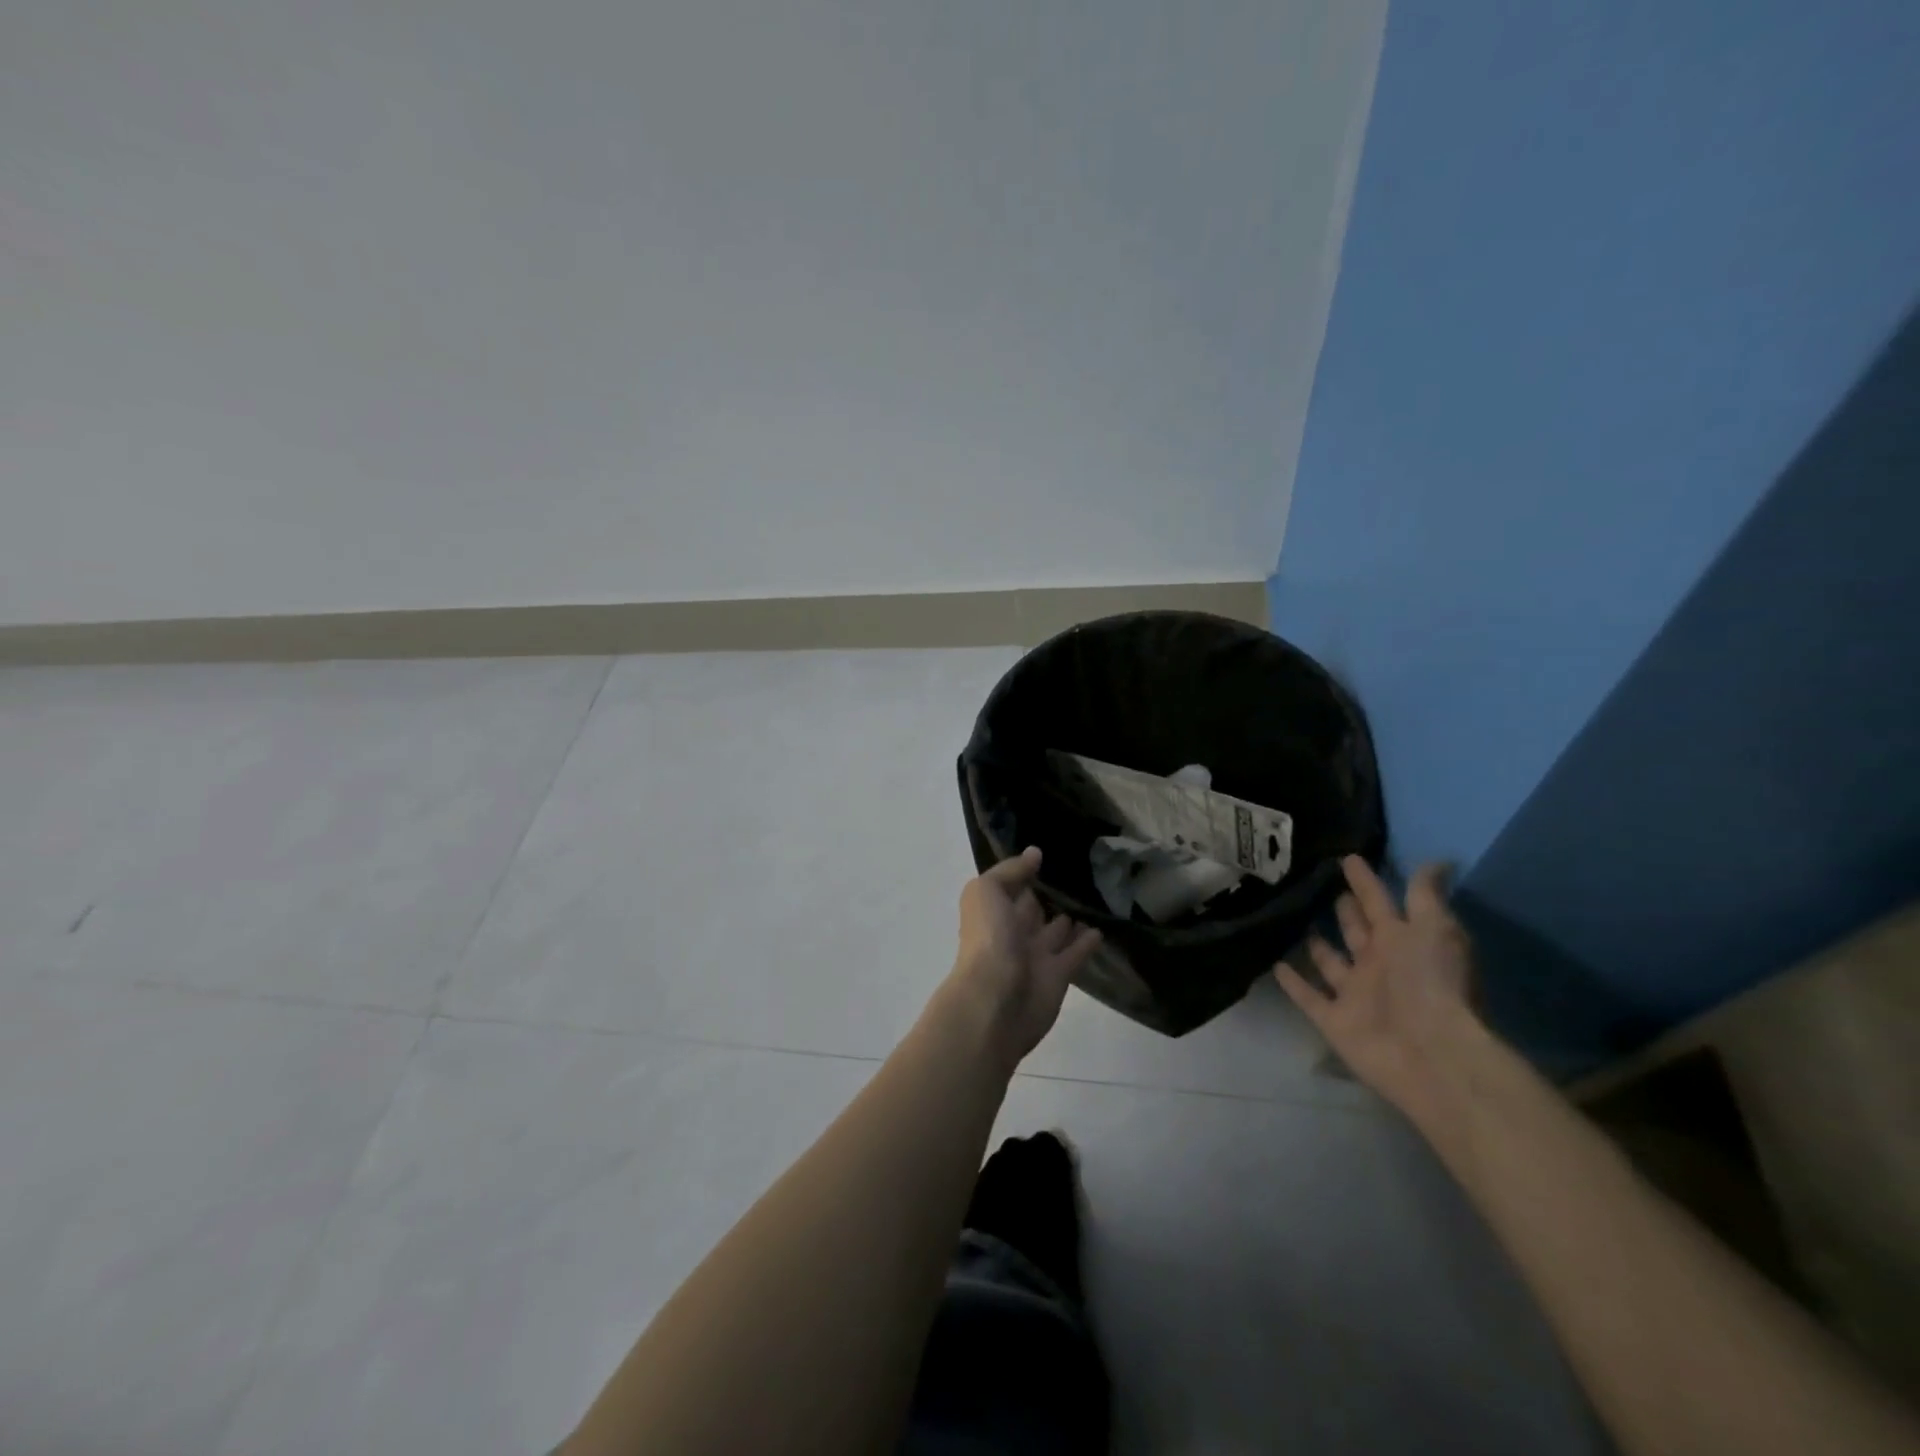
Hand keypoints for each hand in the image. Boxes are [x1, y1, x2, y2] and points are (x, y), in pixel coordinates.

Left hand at [947, 847, 1101, 1066]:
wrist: (995, 1002)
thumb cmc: (988, 940)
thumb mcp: (987, 892)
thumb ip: (1010, 871)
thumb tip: (1035, 853)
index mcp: (993, 910)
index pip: (1013, 885)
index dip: (1027, 870)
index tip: (1051, 850)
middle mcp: (1013, 931)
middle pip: (1034, 907)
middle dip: (1050, 892)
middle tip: (1080, 871)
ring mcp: (1036, 955)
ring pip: (1057, 930)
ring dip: (1071, 916)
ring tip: (1095, 895)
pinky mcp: (1059, 976)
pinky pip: (1076, 953)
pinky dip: (1088, 941)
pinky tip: (1103, 926)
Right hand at [1274, 856, 1481, 1117]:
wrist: (1431, 1054)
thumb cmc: (1434, 983)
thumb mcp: (1435, 928)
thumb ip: (1425, 895)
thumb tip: (1438, 860)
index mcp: (1401, 940)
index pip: (1379, 902)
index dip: (1365, 880)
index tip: (1347, 857)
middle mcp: (1378, 964)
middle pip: (1356, 932)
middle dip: (1344, 911)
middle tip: (1320, 886)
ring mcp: (1355, 993)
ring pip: (1330, 963)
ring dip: (1316, 945)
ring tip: (1295, 922)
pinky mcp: (1334, 1020)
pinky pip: (1308, 996)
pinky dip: (1293, 983)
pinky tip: (1274, 964)